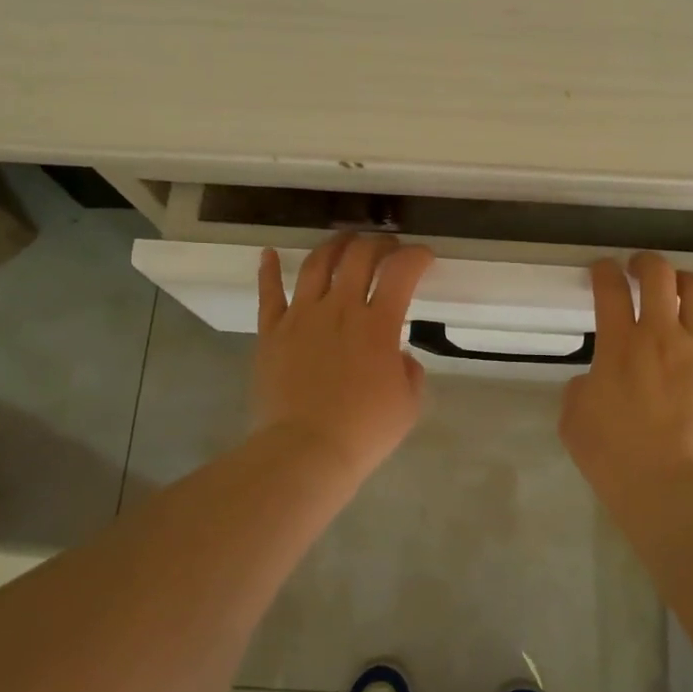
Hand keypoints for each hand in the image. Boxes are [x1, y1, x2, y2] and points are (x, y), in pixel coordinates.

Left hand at [252, 233, 435, 485]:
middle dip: (379, 243)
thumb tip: (398, 355)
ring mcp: (302, 316)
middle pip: (359, 256)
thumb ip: (409, 370)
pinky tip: (270, 253)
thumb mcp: (408, 404)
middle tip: (387, 247)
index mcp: (378, 324)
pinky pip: (269, 293)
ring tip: (344, 240)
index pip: (402, 271)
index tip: (424, 257)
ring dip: (334, 245)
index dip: (416, 256)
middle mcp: (340, 308)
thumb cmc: (364, 431)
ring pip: (317, 264)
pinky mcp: (272, 331)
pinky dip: (270, 270)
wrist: (306, 450)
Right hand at [559, 253, 692, 508]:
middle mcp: (662, 336)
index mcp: (619, 344)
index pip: (610, 288)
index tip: (603, 269)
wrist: (672, 487)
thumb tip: (597, 380)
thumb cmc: (613, 457)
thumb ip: (582, 387)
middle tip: (640, 268)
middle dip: (647, 262)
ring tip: (678, 294)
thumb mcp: (574, 419)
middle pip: (660, 275)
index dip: (604, 271)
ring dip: (684, 285)